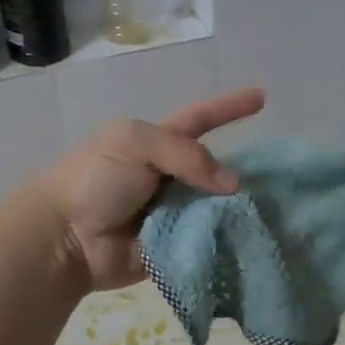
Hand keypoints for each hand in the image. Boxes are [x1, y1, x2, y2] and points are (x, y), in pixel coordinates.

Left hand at [37, 88, 265, 290]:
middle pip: (215, 170)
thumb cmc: (94, 180)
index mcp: (157, 144)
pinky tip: (255, 237)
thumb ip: (186, 155)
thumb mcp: (136, 145)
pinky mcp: (175, 247)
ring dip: (239, 209)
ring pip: (217, 207)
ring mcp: (173, 213)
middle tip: (279, 180)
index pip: (201, 120)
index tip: (262, 97)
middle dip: (243, 172)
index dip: (229, 108)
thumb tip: (232, 185)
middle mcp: (169, 177)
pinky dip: (226, 239)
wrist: (65, 238)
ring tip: (274, 211)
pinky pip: (208, 241)